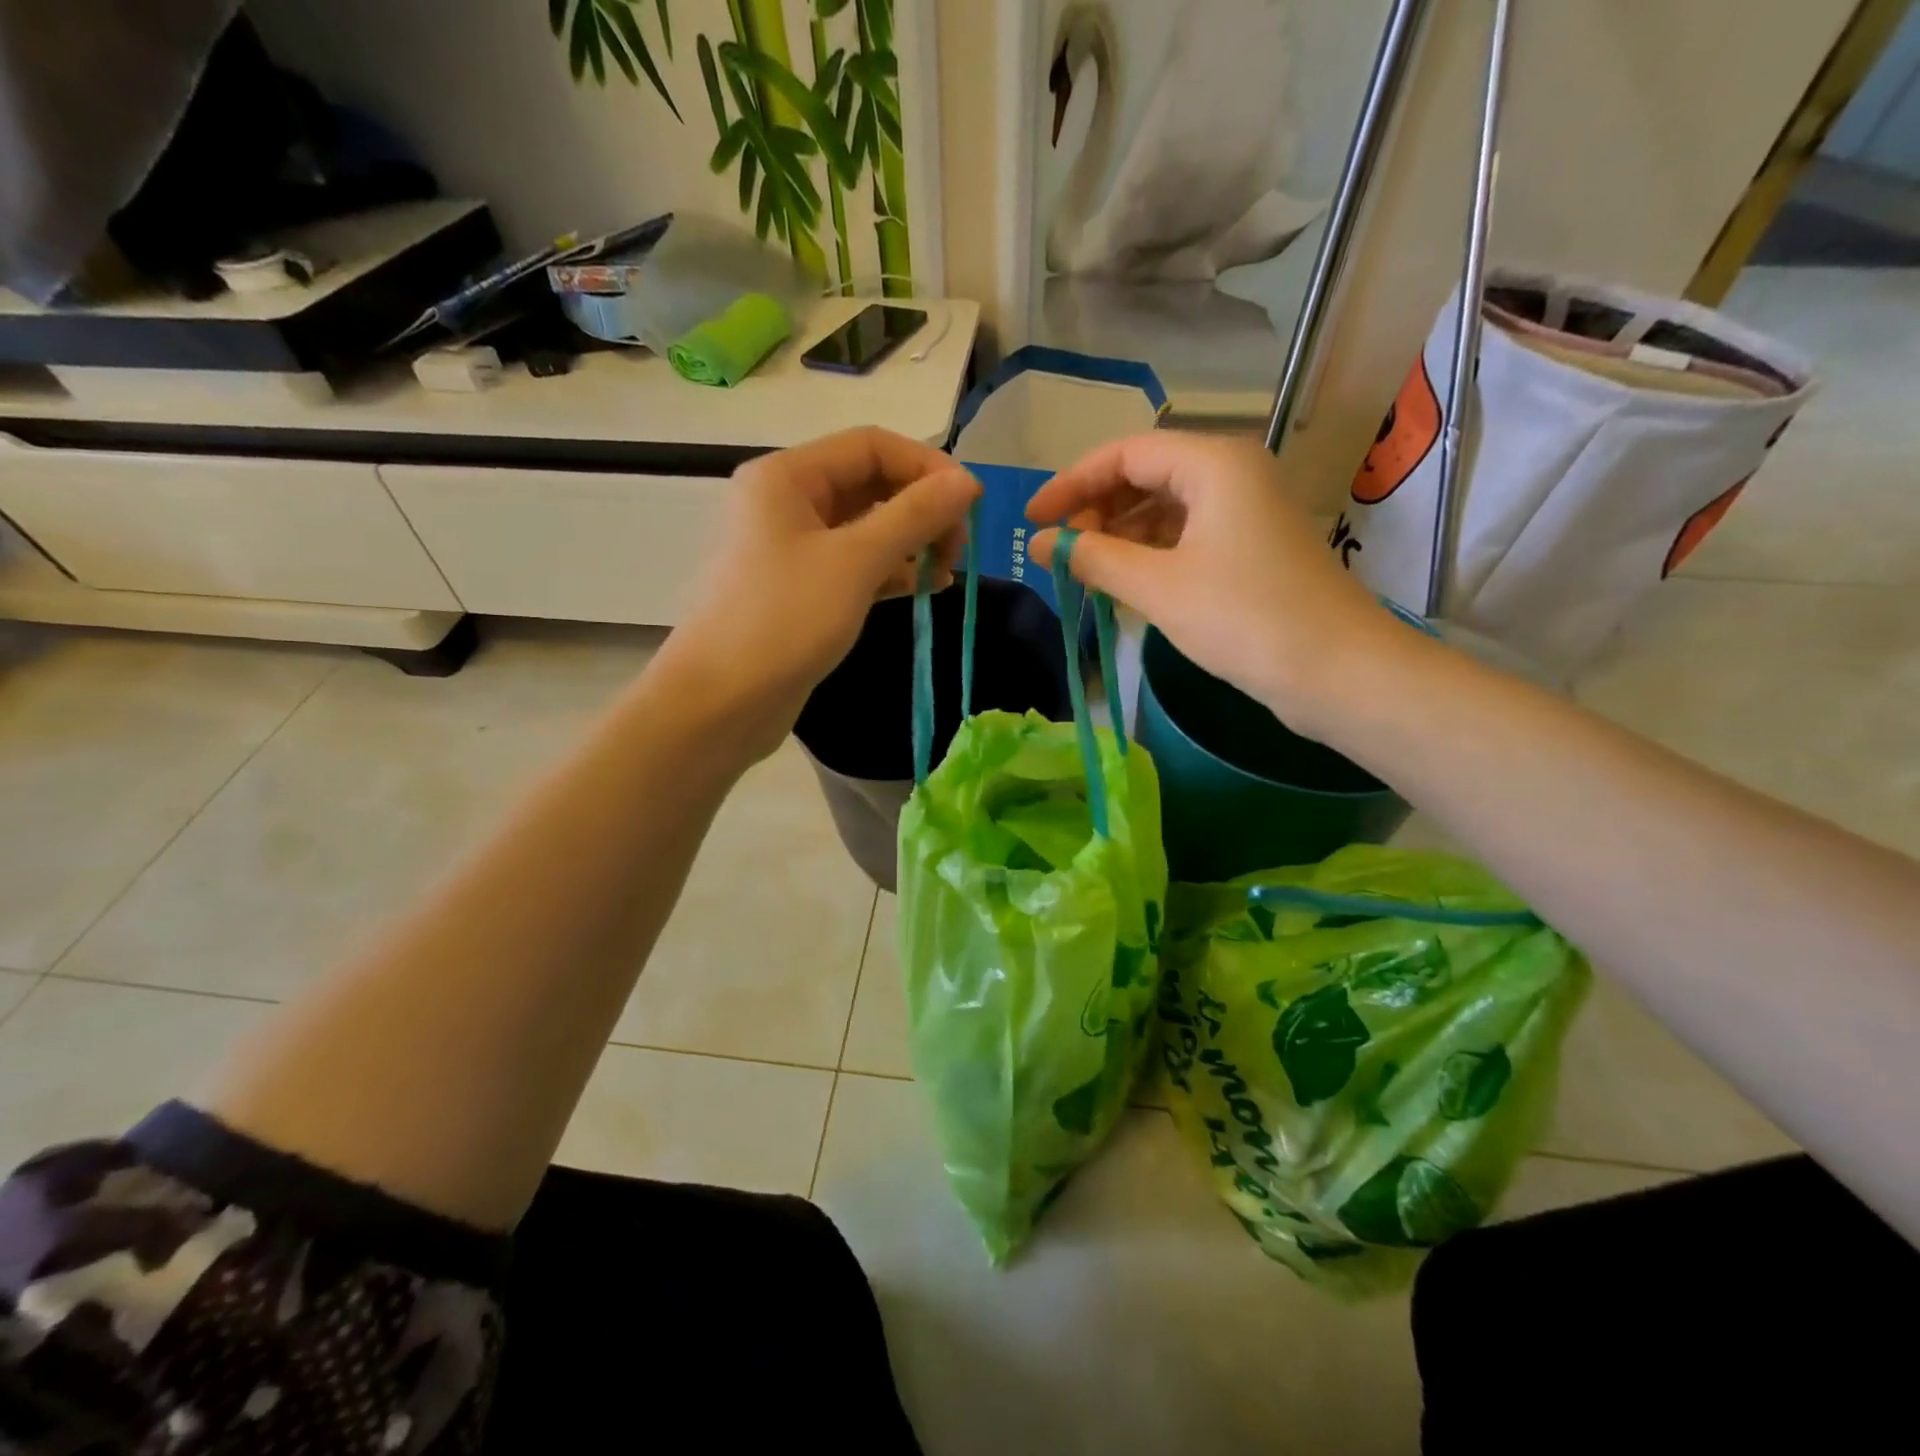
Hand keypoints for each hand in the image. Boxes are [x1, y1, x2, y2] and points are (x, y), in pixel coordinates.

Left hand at [656, 427, 979, 758]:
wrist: (721, 702)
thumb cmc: (784, 620)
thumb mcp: (855, 562)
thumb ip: (914, 516)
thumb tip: (967, 482)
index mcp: (788, 476)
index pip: (871, 446)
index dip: (926, 467)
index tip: (970, 505)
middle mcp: (786, 501)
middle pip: (870, 483)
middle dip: (920, 509)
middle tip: (957, 549)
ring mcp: (792, 547)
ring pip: (866, 527)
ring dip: (910, 543)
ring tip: (945, 574)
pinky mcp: (801, 588)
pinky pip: (854, 564)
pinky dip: (890, 571)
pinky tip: (923, 589)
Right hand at [1027, 431, 1394, 734]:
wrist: (1336, 671)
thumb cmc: (1244, 618)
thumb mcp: (1158, 586)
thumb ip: (1094, 558)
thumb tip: (1038, 544)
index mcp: (1214, 463)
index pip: (1125, 454)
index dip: (1071, 484)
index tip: (1032, 520)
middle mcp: (1231, 474)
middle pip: (1145, 476)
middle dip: (1096, 510)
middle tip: (1060, 553)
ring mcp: (1244, 512)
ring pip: (1164, 508)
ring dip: (1120, 535)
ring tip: (1085, 572)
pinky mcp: (1250, 549)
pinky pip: (1185, 536)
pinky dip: (1149, 555)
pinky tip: (1124, 584)